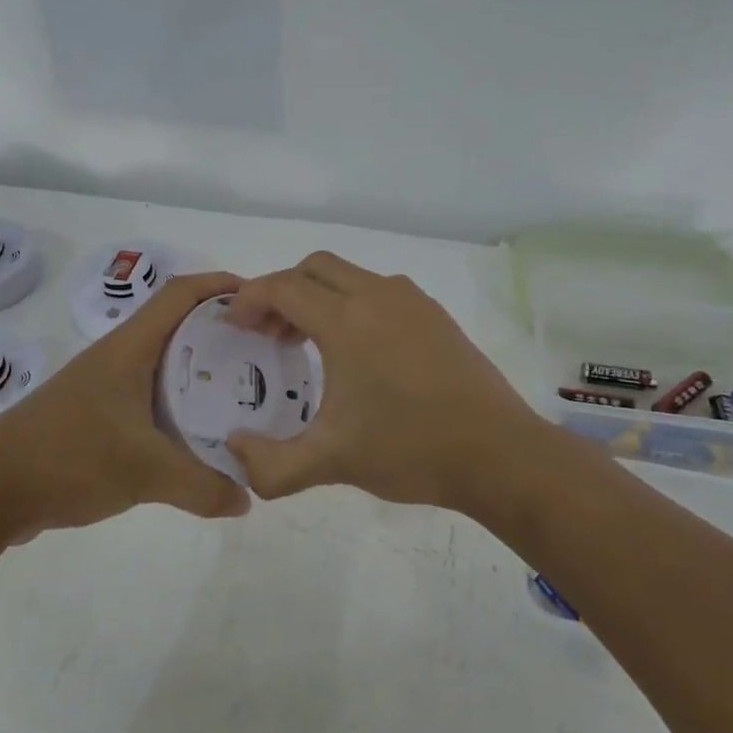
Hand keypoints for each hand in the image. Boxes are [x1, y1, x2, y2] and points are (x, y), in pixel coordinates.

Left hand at [0, 272, 253, 540]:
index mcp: (129, 348)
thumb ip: (202, 486)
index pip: (180, 293)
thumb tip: (248, 498)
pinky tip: (197, 434)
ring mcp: (104, 388)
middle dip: (222, 331)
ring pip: (164, 364)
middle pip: (178, 325)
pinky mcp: (95, 417)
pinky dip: (179, 405)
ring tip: (242, 392)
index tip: (262, 300)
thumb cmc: (67, 457)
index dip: (220, 286)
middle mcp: (118, 358)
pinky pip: (149, 398)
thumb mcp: (143, 472)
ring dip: (201, 370)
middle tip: (264, 352)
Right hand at [222, 252, 546, 517]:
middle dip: (282, 291)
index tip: (235, 327)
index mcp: (348, 321)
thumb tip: (234, 451)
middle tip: (268, 333)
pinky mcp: (435, 315)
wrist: (499, 453)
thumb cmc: (410, 450)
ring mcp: (412, 302)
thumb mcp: (331, 463)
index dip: (250, 300)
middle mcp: (378, 296)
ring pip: (350, 275)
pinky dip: (352, 303)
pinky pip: (380, 290)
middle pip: (315, 267)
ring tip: (308, 342)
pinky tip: (358, 351)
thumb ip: (271, 465)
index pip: (284, 287)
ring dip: (319, 296)